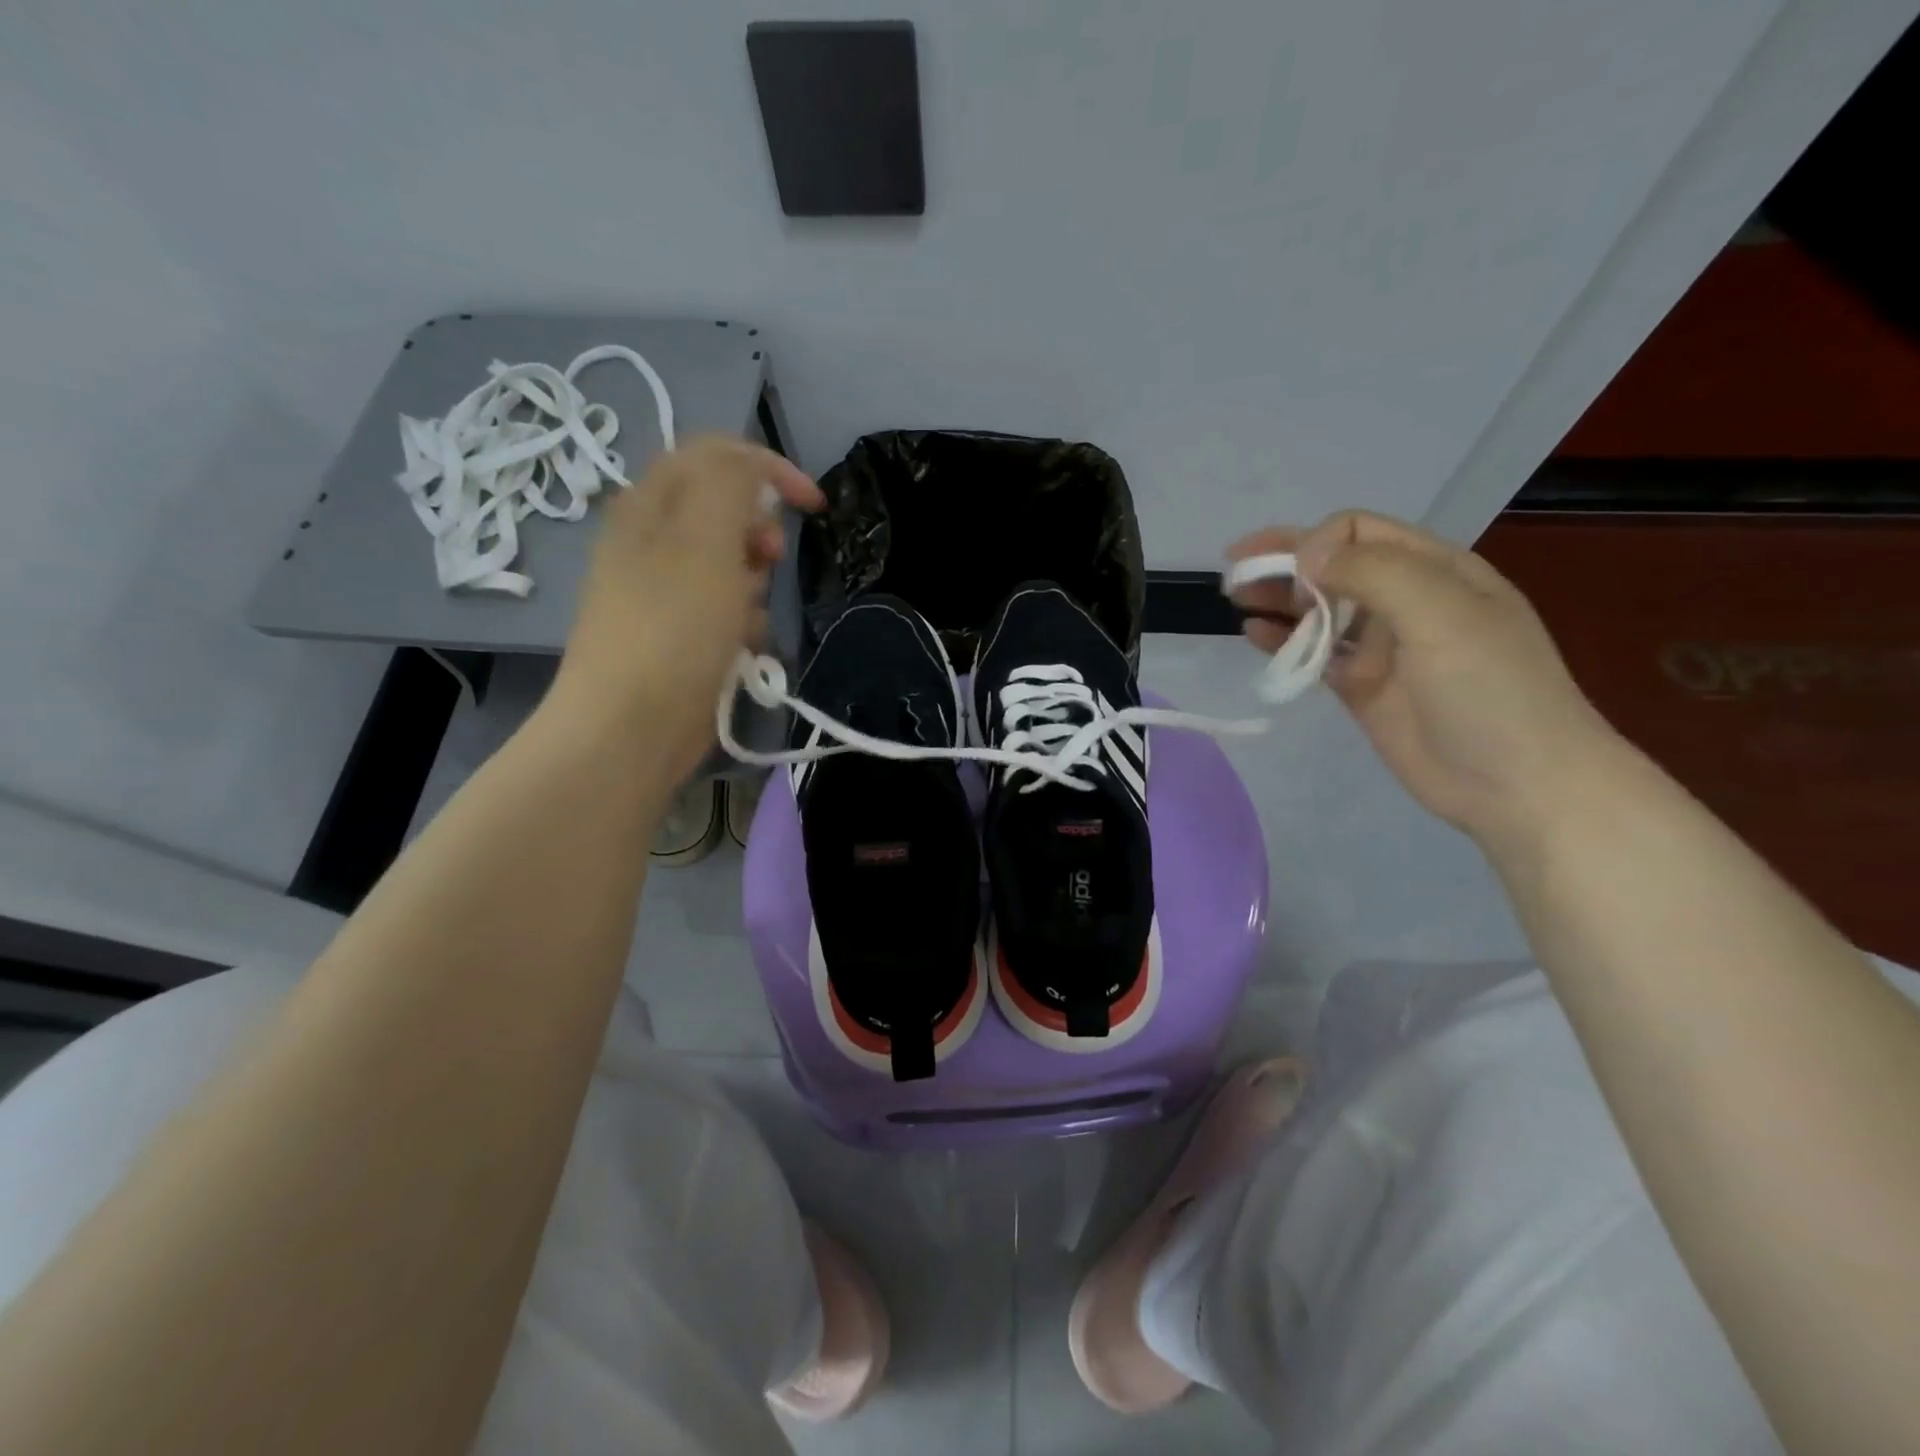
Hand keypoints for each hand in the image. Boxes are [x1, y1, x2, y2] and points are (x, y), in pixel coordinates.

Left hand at [549, 436, 822, 781]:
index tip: (812, 504)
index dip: (767, 467)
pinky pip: (728, 611)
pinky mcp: (680, 634)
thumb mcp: (705, 540)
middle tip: (767, 560)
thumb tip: (751, 469)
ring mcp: (665, 591)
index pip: (713, 456)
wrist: (631, 726)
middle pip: (726, 512)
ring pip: (733, 567)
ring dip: (753, 588)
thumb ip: (730, 485)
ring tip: (746, 619)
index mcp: (650, 505)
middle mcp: (653, 541)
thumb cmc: (672, 628)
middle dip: (758, 535)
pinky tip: (740, 650)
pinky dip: (742, 624)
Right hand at [1226, 511, 1622, 850]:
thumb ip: (1374, 574)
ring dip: (1277, 600)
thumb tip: (1306, 555)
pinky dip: (1283, 642)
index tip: (1289, 574)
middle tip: (1233, 574)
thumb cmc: (1489, 690)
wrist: (1517, 783)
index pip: (1358, 532)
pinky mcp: (1360, 687)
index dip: (1315, 542)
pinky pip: (1314, 654)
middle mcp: (1404, 600)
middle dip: (1282, 563)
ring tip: (1235, 600)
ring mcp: (1381, 646)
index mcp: (1434, 570)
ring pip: (1318, 609)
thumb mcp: (1443, 615)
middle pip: (1331, 566)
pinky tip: (1253, 636)